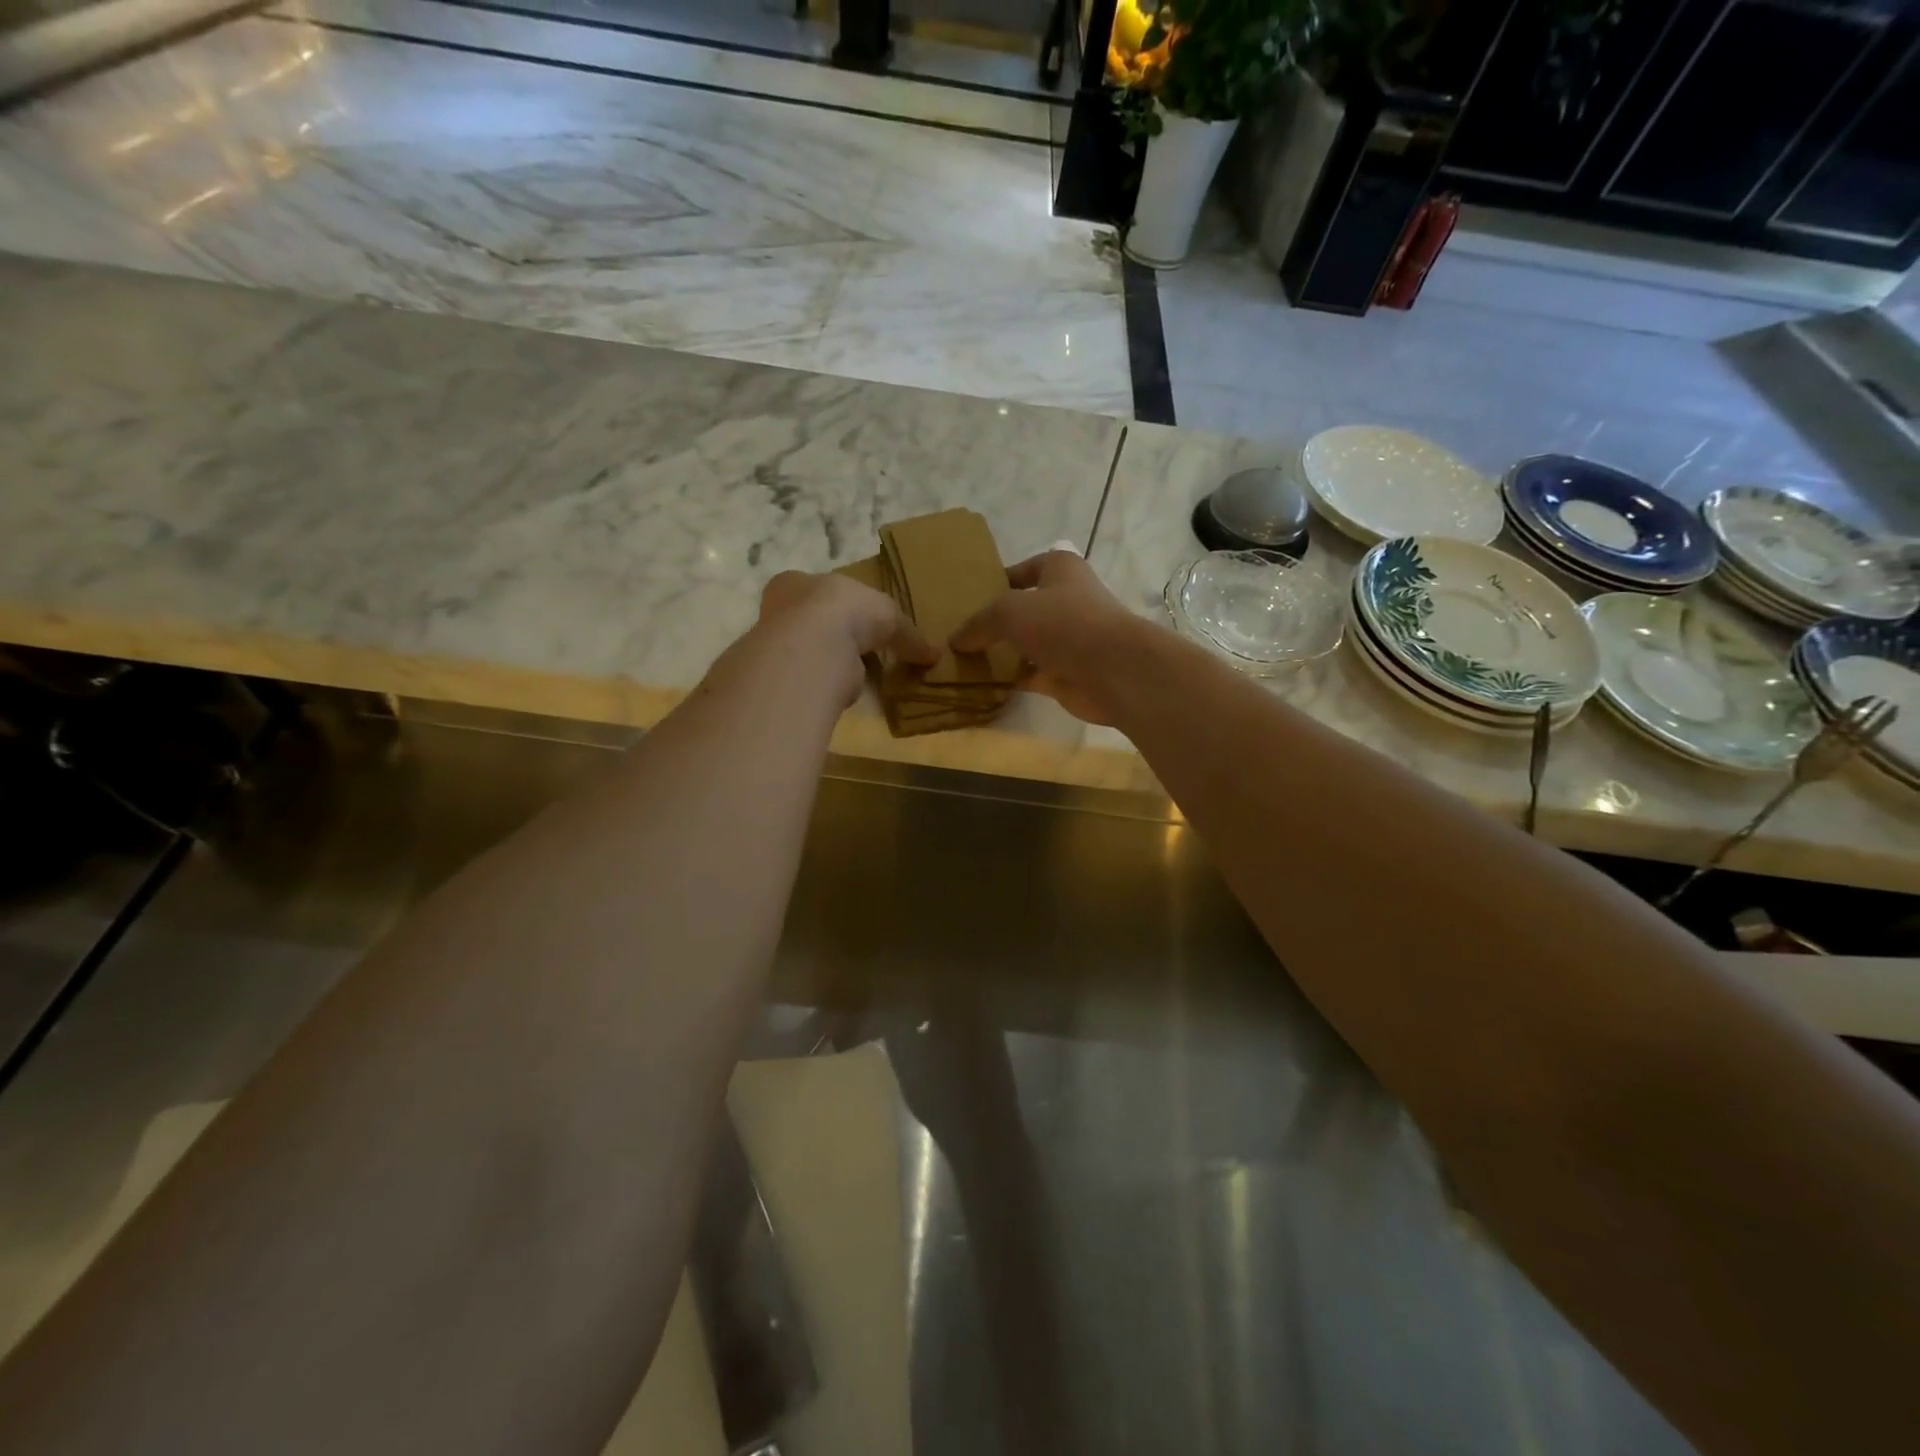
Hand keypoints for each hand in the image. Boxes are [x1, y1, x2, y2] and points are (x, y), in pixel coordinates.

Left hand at [754, 571, 938, 706]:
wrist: (812, 650)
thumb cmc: (845, 612)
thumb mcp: (888, 614)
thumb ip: (908, 634)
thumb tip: (935, 654)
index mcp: (796, 581)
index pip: (819, 590)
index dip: (842, 605)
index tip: (862, 622)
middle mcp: (779, 611)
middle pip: (811, 622)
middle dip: (836, 636)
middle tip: (862, 652)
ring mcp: (775, 647)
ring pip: (809, 653)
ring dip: (831, 663)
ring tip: (857, 676)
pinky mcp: (781, 680)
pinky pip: (811, 680)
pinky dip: (828, 686)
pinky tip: (844, 692)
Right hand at [949, 551, 1144, 725]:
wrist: (1113, 670)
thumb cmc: (1063, 623)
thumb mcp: (1009, 610)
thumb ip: (979, 622)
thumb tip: (955, 640)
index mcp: (1060, 570)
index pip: (1023, 570)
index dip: (996, 581)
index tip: (967, 598)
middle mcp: (1067, 601)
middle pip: (1025, 609)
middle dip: (996, 621)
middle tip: (960, 632)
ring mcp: (1069, 640)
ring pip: (1028, 644)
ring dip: (1003, 652)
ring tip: (964, 658)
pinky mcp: (1067, 674)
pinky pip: (1031, 674)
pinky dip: (1011, 678)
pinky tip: (983, 683)